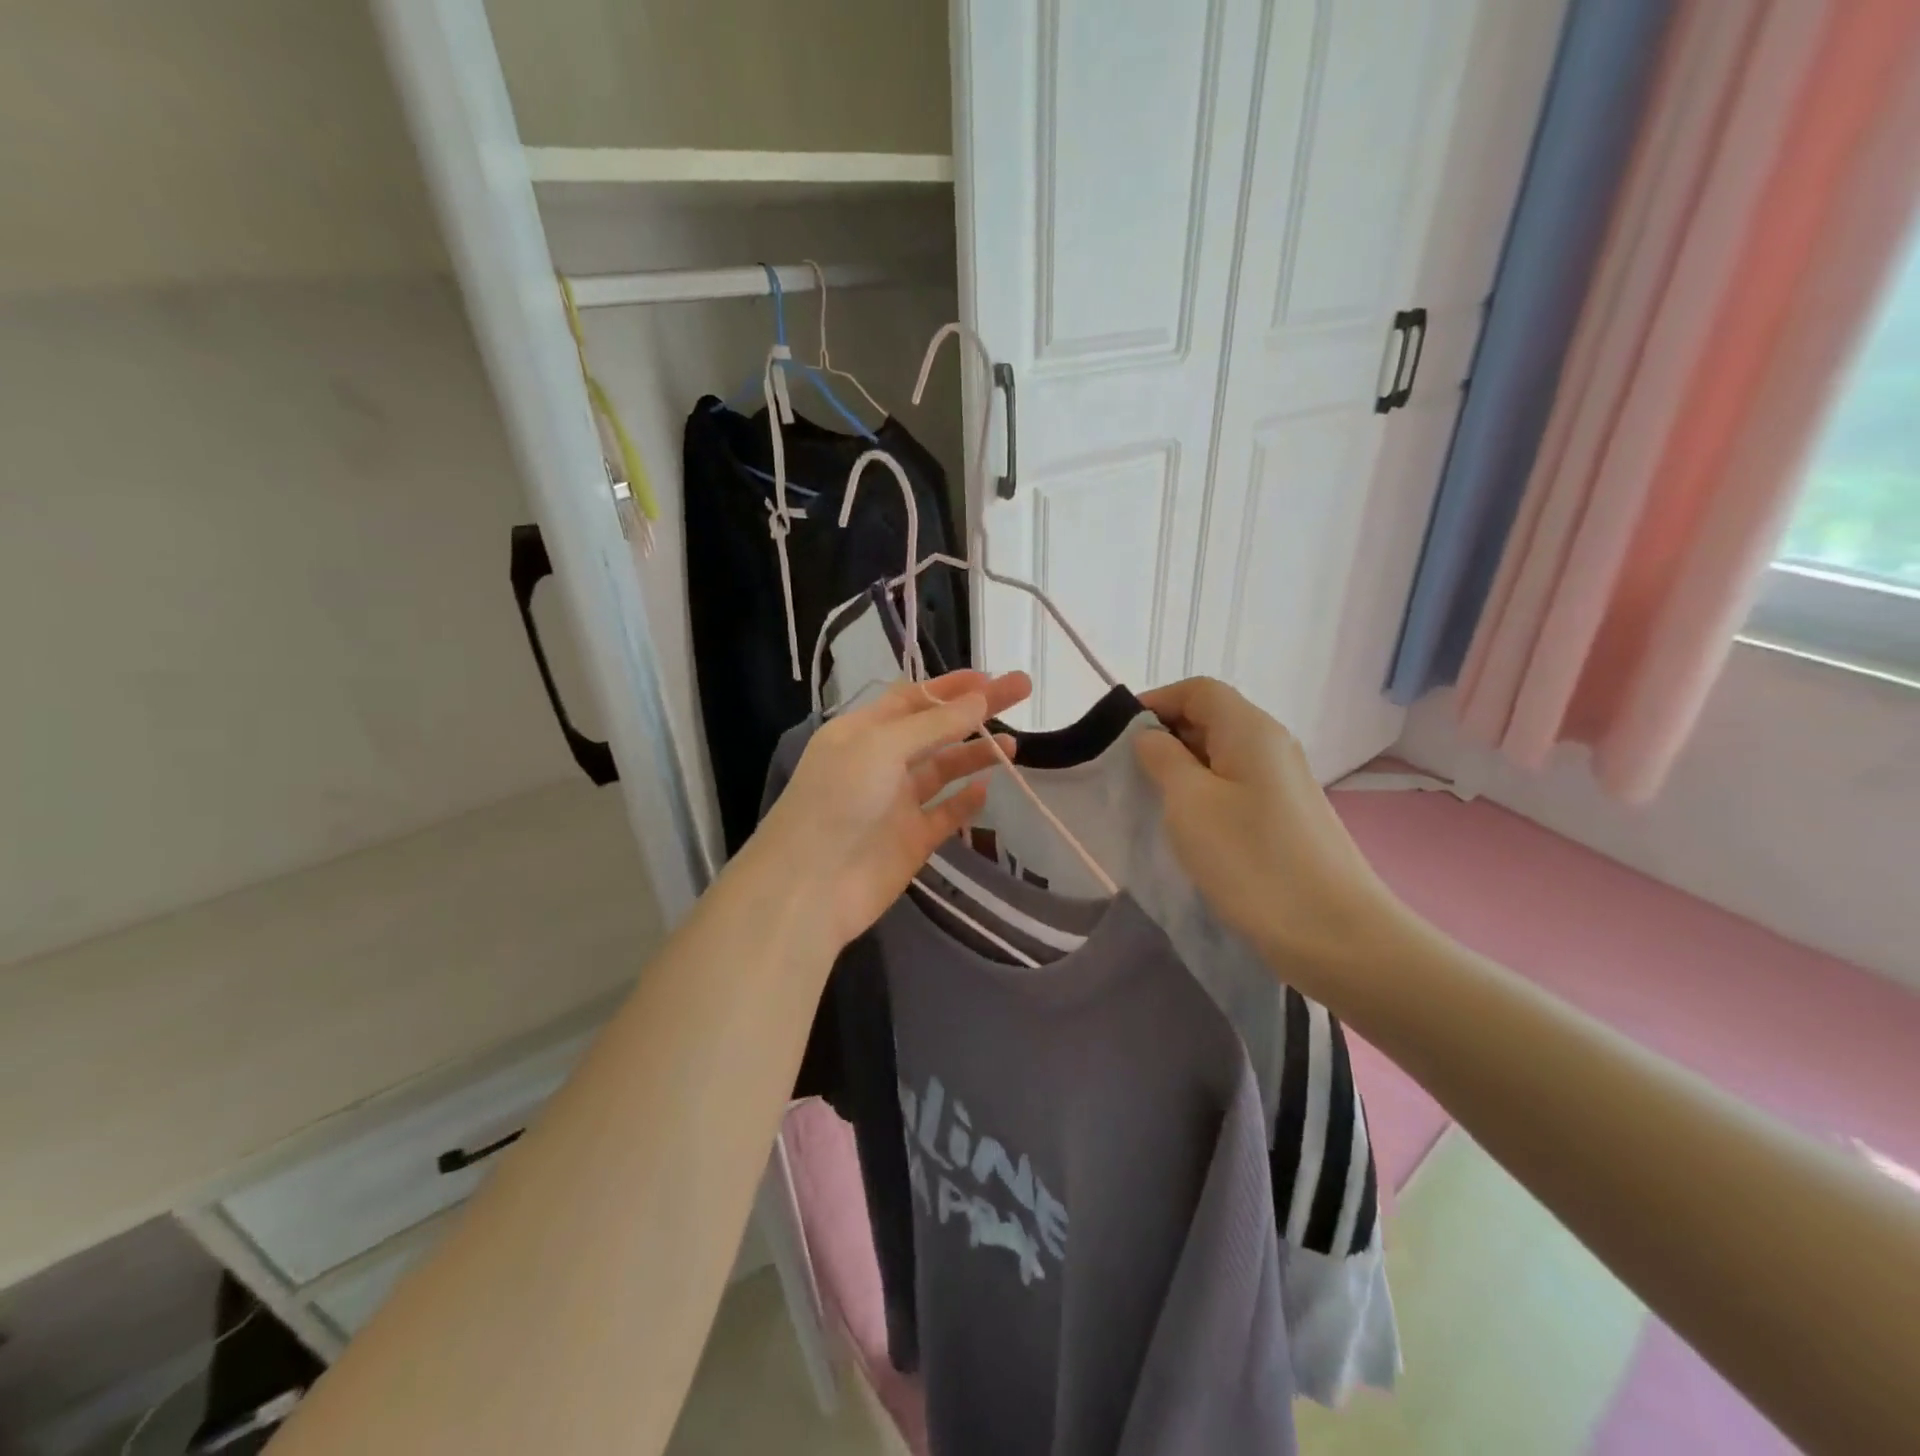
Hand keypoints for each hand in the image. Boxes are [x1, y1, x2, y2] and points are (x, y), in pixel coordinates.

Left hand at [750, 670, 1031, 953]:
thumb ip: (935, 725)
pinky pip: (945, 814)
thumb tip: (980, 699)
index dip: (952, 687)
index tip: (992, 678)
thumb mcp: (882, 746)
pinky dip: (966, 802)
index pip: (913, 698)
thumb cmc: (839, 800)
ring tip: (1014, 746)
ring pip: (944, 770)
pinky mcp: (911, 840)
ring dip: (975, 754)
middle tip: (1022, 692)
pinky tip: (987, 790)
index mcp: (863, 731)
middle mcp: (880, 762)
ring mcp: (897, 803)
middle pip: (937, 729)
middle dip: (977, 711)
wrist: (810, 886)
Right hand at [1134, 678, 1411, 992]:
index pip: (1198, 690)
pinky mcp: (1287, 815)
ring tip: (1153, 800)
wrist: (1334, 933)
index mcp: (1250, 730)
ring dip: (1183, 768)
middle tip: (1129, 771)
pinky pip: (1236, 786)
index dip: (1156, 701)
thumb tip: (1151, 737)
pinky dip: (1205, 793)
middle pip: (1212, 718)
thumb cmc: (1252, 860)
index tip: (1119, 735)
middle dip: (1166, 735)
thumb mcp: (1190, 803)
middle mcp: (1272, 745)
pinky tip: (1190, 827)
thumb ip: (1163, 758)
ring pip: (1222, 755)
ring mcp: (1283, 782)